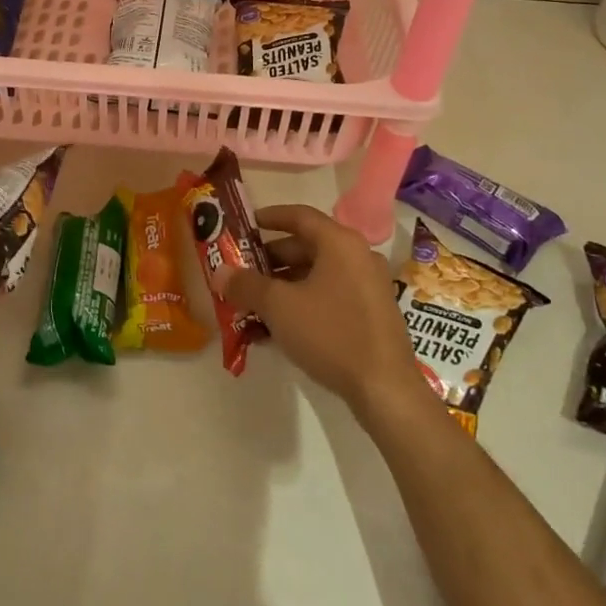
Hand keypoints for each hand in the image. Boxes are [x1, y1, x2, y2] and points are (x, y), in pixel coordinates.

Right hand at [224, 205, 423, 415]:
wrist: (385, 389)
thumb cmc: (330, 333)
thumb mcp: (279, 307)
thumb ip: (247, 285)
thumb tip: (220, 272)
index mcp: (340, 243)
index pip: (299, 216)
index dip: (270, 217)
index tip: (246, 224)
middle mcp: (358, 256)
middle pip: (307, 246)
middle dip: (271, 260)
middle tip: (242, 271)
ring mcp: (369, 286)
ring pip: (317, 274)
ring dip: (284, 285)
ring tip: (254, 302)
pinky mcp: (372, 314)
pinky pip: (330, 296)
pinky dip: (303, 302)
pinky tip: (278, 327)